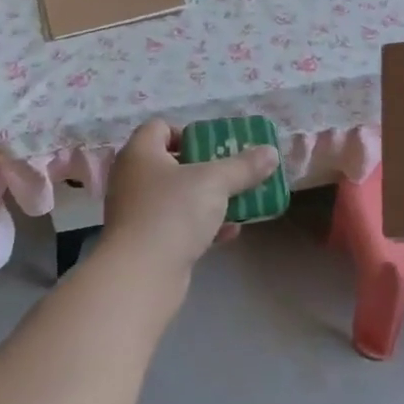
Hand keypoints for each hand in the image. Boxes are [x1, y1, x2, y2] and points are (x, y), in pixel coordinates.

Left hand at [99, 119, 279, 277]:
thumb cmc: (173, 212)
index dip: (188, 132)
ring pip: (177, 197)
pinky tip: (231, 232)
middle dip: (205, 167)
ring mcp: (137, 213)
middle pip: (171, 163)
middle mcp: (132, 179)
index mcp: (140, 153)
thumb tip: (271, 152)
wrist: (141, 275)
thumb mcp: (215, 182)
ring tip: (239, 200)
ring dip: (207, 198)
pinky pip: (177, 225)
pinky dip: (202, 226)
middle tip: (233, 171)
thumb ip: (244, 166)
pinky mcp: (145, 243)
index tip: (215, 146)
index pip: (159, 128)